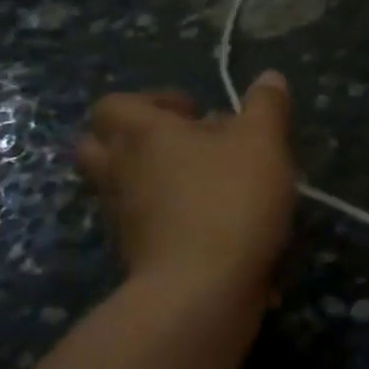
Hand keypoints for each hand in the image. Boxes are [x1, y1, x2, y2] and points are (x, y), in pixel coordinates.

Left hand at [76, 74, 296, 305]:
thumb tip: (268, 77)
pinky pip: (144, 224)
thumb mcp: (263, 142)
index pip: (114, 104)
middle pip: (100, 145)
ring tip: (207, 184)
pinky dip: (170, 219)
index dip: (152, 101)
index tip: (195, 113)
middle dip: (138, 139)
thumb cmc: (229, 200)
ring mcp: (123, 218)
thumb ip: (266, 106)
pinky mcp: (136, 255)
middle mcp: (120, 172)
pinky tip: (217, 224)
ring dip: (154, 179)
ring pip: (122, 187)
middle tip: (187, 145)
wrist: (201, 291)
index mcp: (142, 134)